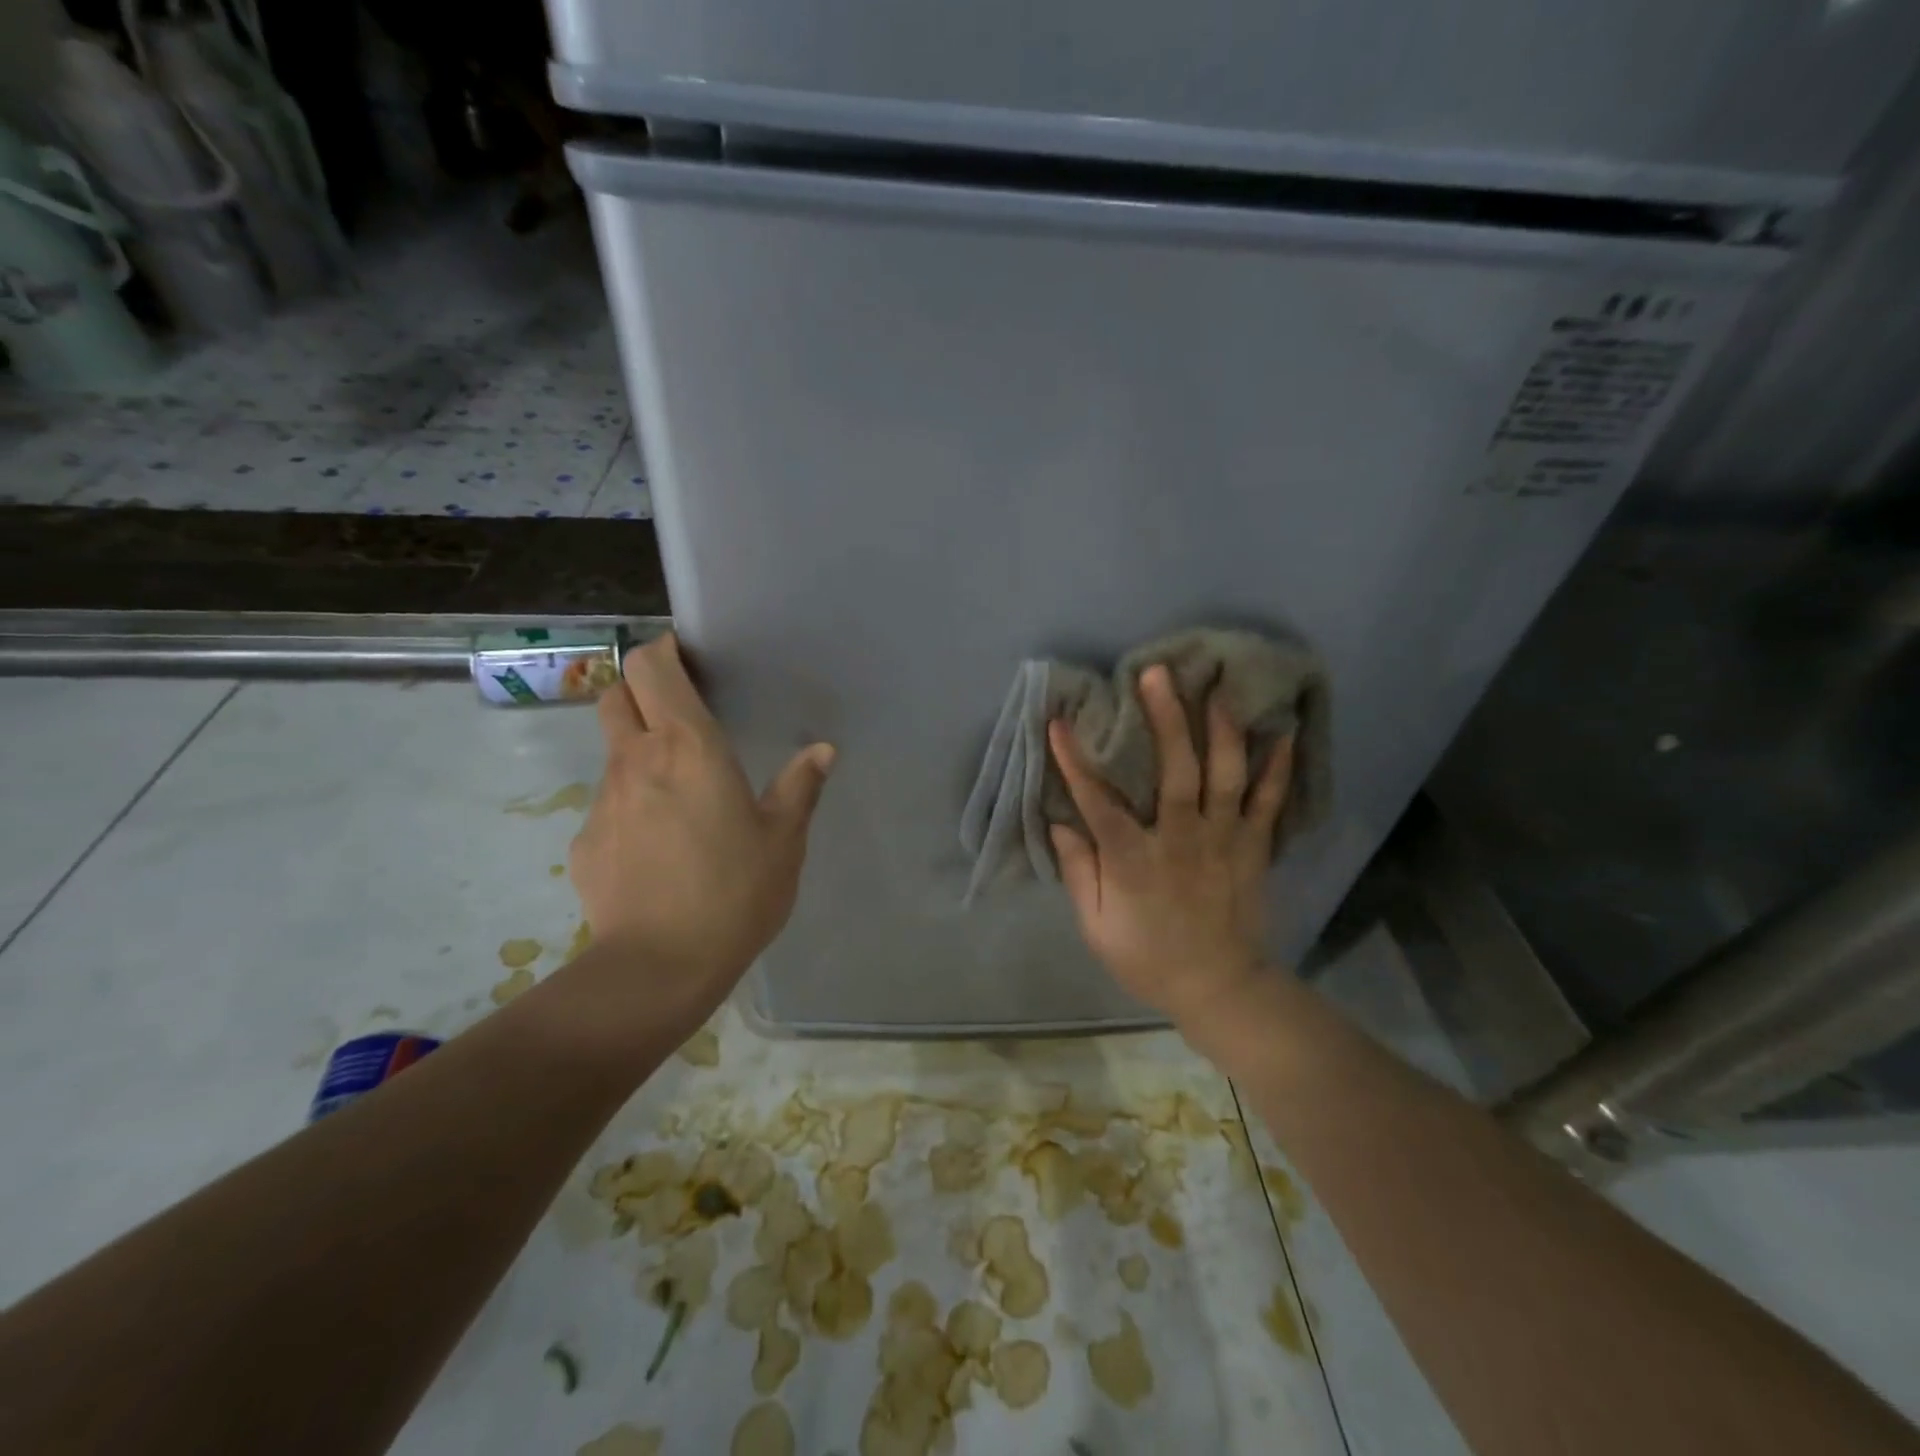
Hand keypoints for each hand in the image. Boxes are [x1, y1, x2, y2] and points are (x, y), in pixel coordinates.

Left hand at [569, 634, 834, 1013]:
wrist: (658, 967)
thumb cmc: (734, 891)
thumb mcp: (784, 839)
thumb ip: (800, 787)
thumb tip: (822, 750)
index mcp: (687, 747)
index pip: (650, 666)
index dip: (661, 652)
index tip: (687, 660)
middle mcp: (636, 760)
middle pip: (615, 695)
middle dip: (641, 691)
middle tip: (680, 715)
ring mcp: (603, 801)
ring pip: (613, 752)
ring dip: (639, 753)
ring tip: (679, 794)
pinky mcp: (584, 841)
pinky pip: (610, 805)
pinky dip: (632, 807)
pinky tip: (659, 848)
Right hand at [1048, 663, 1291, 1027]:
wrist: (1218, 987)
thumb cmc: (1148, 956)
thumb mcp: (1097, 926)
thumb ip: (1078, 872)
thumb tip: (1060, 822)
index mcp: (1135, 861)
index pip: (1098, 802)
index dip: (1076, 761)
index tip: (1059, 722)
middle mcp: (1181, 840)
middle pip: (1176, 772)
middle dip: (1166, 719)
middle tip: (1158, 674)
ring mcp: (1224, 841)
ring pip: (1227, 777)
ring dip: (1223, 730)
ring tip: (1219, 689)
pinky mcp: (1254, 848)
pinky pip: (1271, 803)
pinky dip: (1279, 768)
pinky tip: (1284, 732)